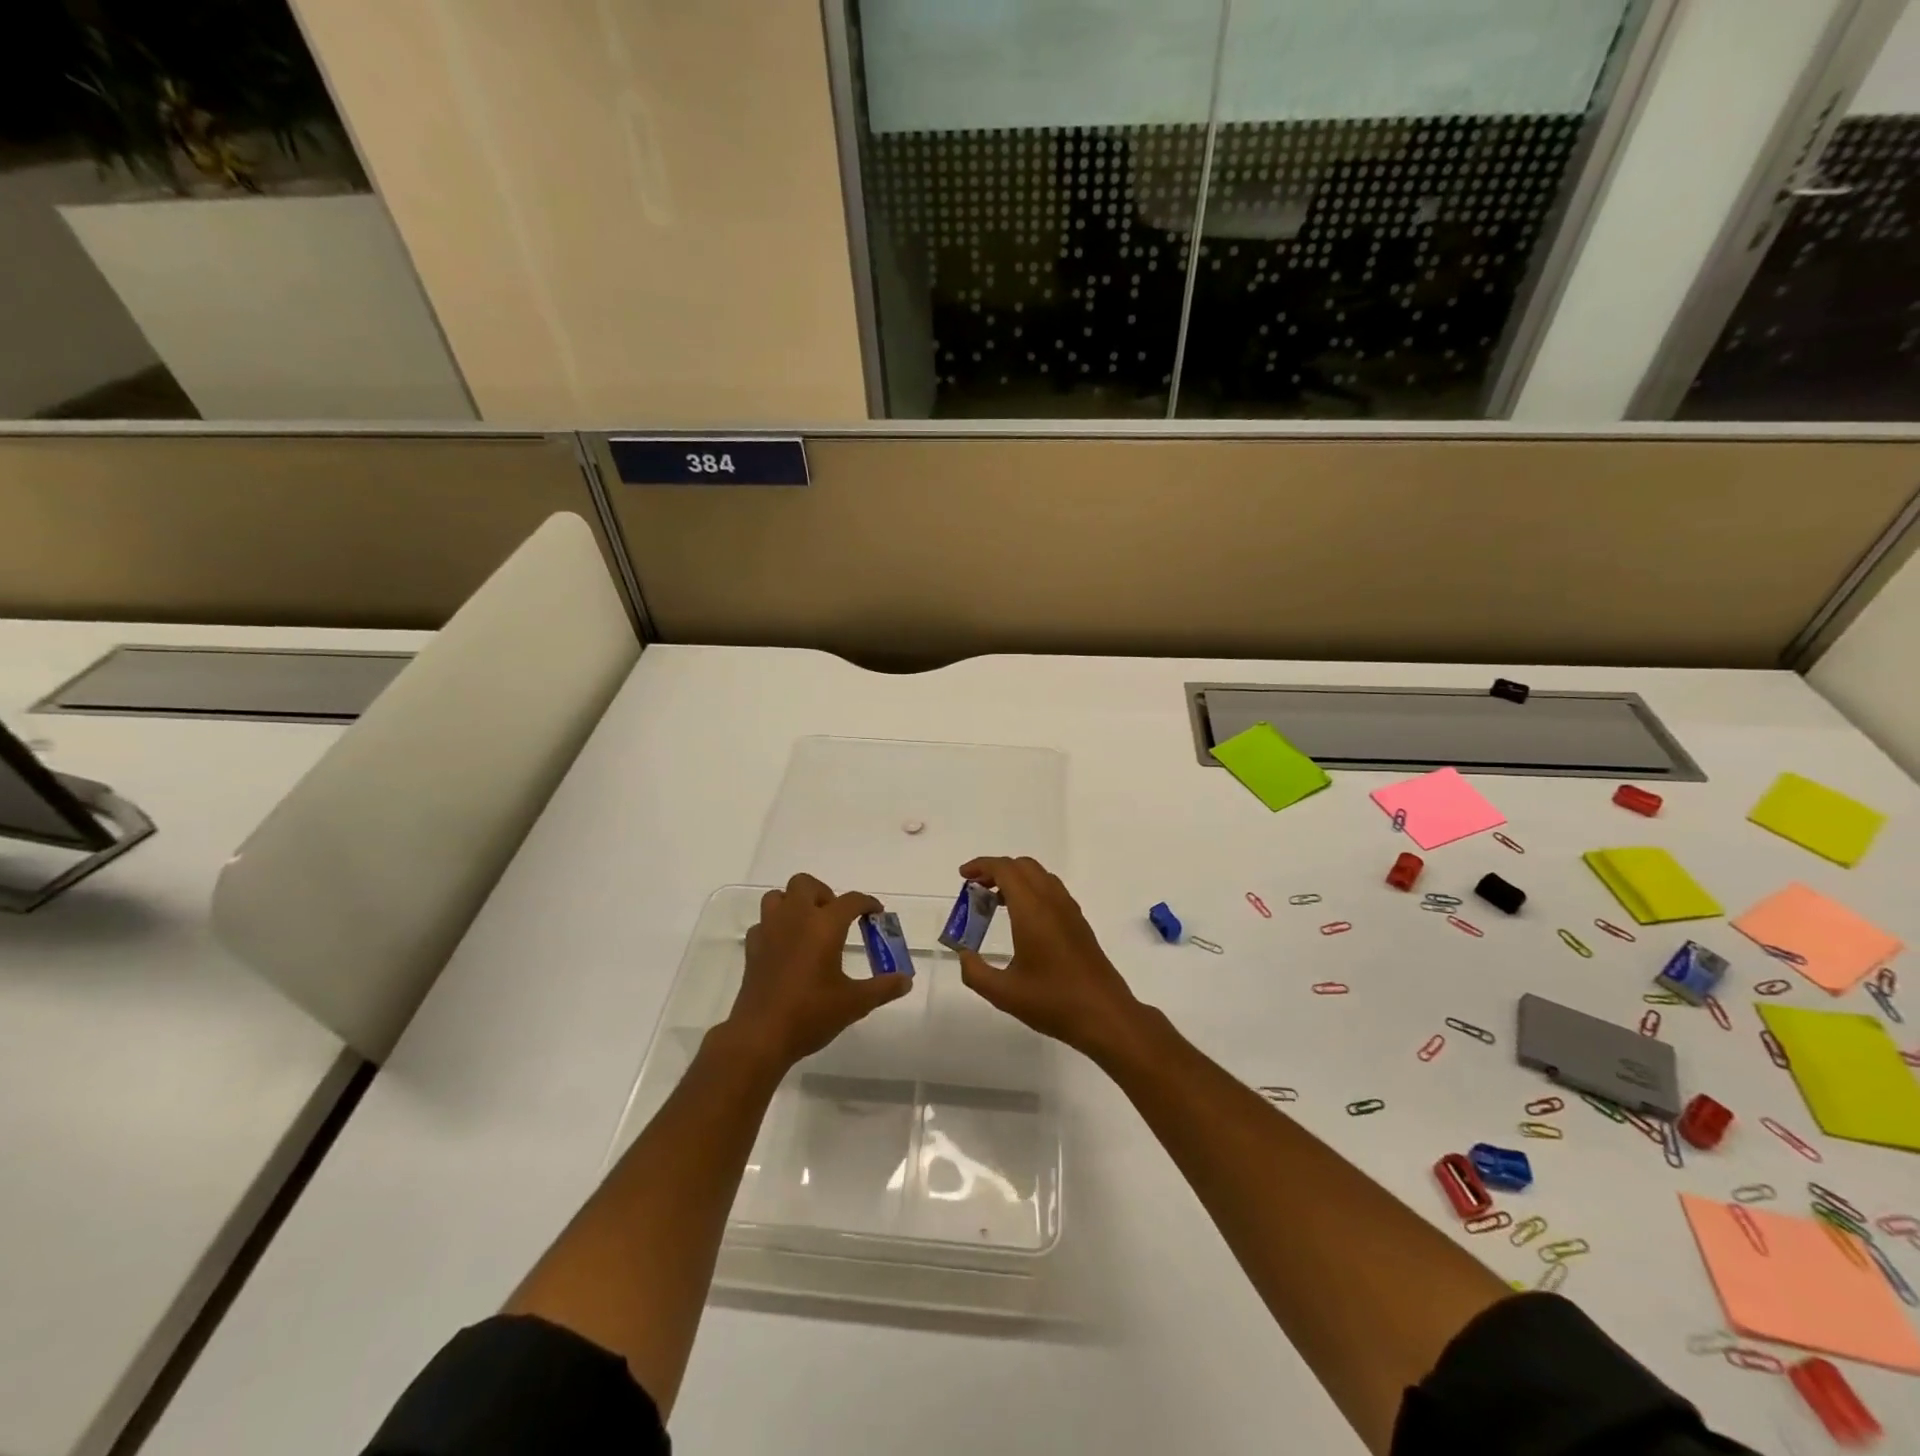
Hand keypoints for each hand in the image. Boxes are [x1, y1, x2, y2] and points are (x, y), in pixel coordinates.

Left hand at [724, 873, 913, 1069]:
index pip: (851, 901)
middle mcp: (795, 918)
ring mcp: (769, 931)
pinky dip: (776, 927)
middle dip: (824, 894)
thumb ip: (883, 988)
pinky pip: (764, 923)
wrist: (761, 1036)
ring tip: (808, 926)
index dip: (867, 903)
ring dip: (794, 903)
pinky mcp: (752, 948)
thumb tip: (906, 981)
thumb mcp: (855, 1003)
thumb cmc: (811, 1014)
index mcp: (824, 925)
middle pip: (806, 884)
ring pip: (778, 896)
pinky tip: (785, 947)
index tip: (876, 913)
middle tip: (836, 918)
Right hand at [954, 856, 1144, 1058]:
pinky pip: (1052, 891)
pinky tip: (1022, 919)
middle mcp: (1052, 902)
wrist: (1105, 1015)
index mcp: (1032, 910)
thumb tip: (964, 954)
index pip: (1005, 870)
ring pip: (1040, 876)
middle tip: (975, 889)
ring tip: (994, 901)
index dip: (981, 866)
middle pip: (1023, 866)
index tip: (963, 876)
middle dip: (996, 870)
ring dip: (1015, 879)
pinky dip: (1031, 890)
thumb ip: (975, 972)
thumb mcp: (1003, 993)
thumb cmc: (1053, 1002)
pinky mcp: (1079, 923)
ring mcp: (1070, 911)